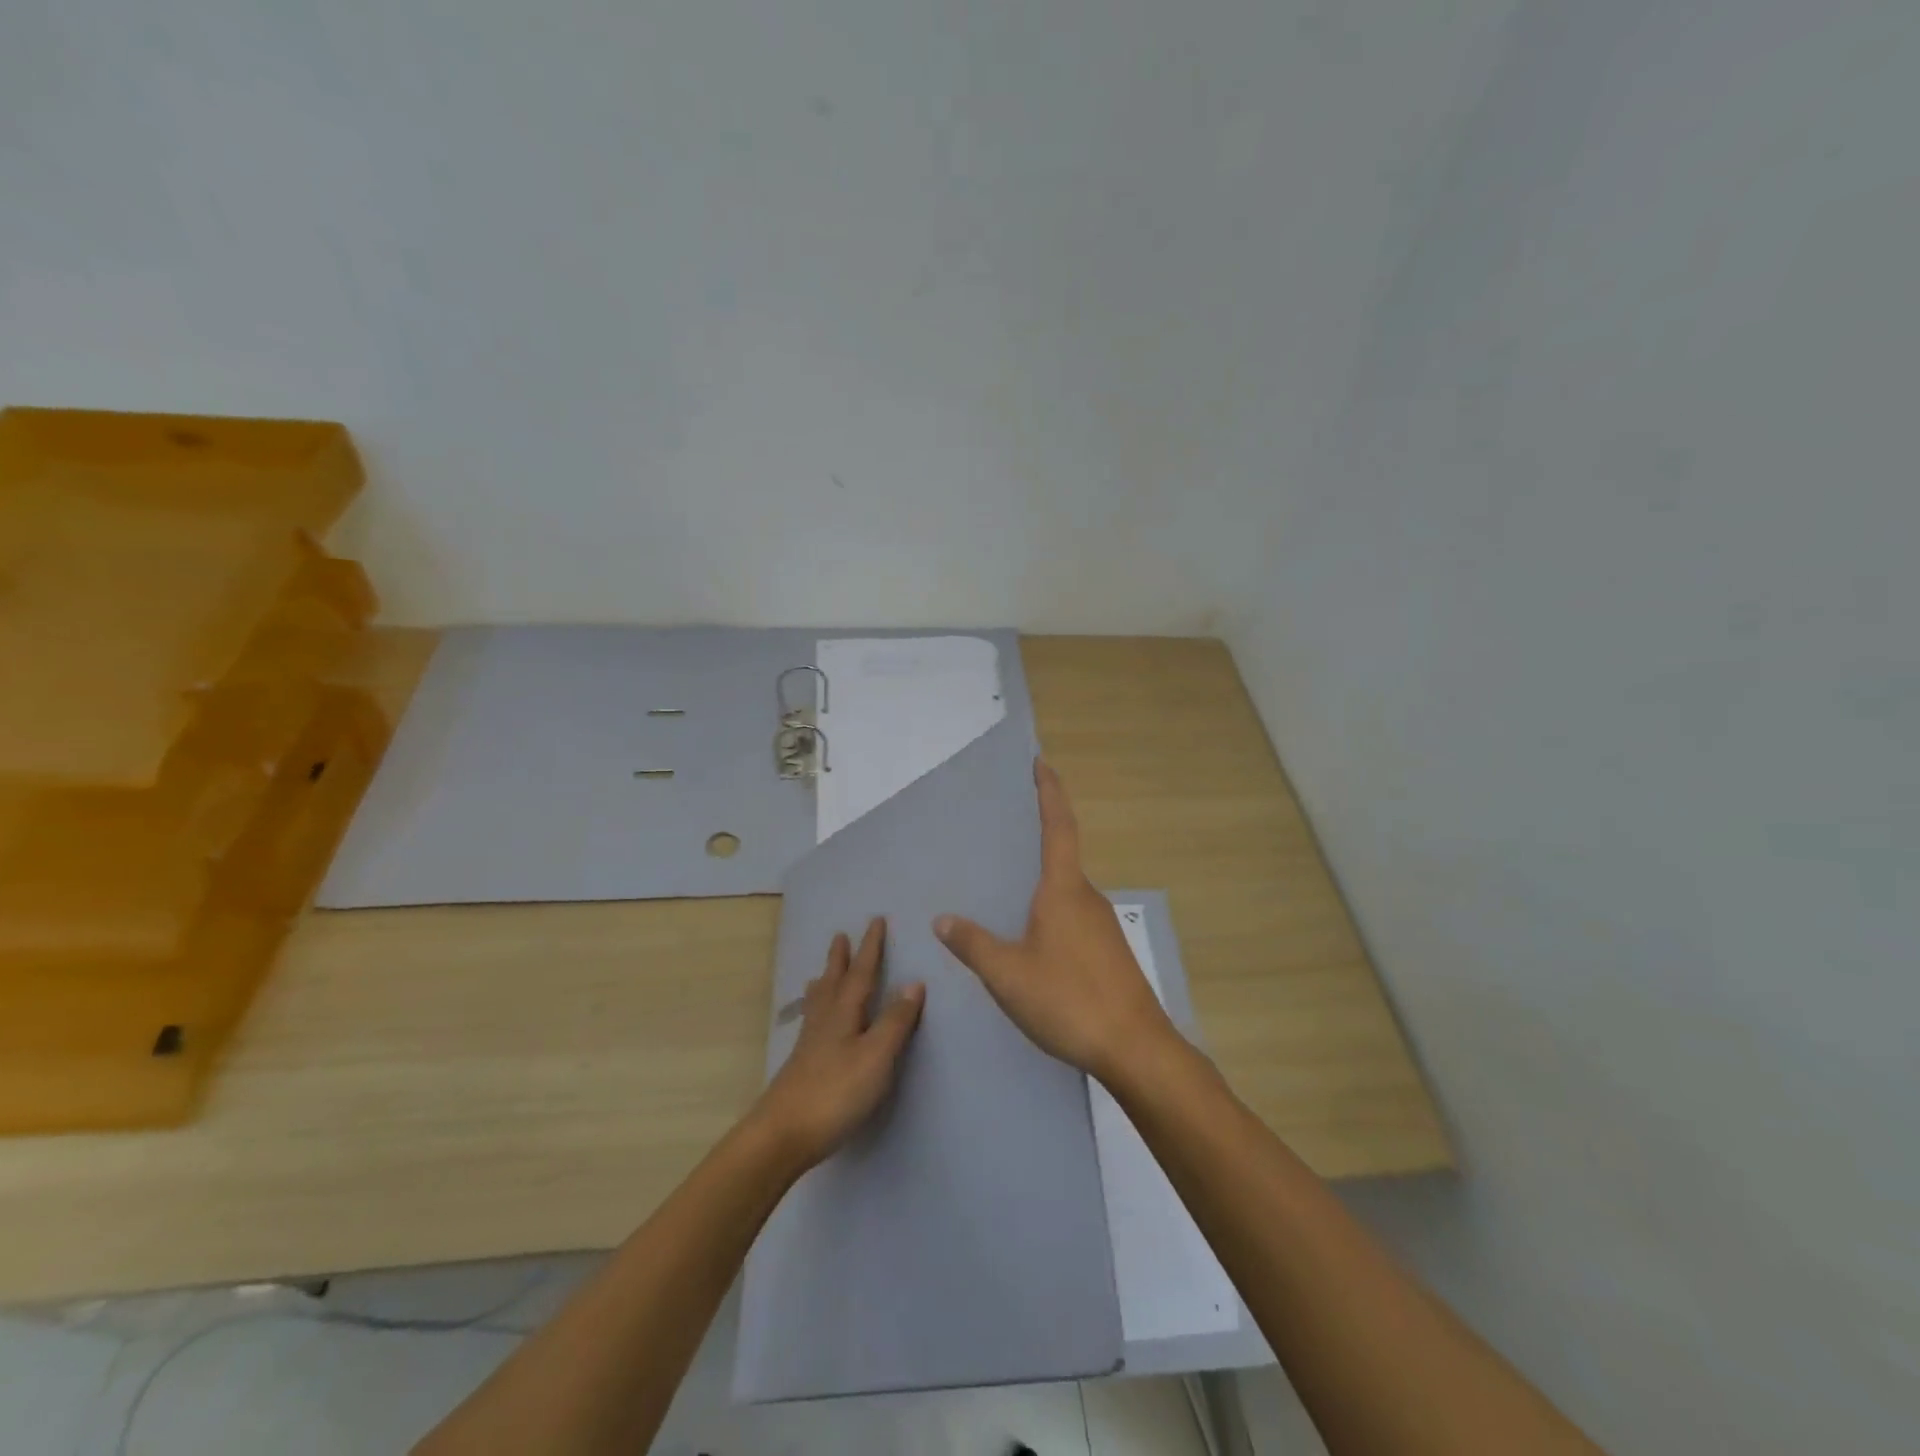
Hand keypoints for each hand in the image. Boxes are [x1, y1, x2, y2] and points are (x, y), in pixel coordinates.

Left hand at [752, 918, 925, 1170]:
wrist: (782, 1135)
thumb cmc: (835, 1093)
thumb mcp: (876, 1057)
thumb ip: (895, 1021)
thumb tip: (913, 982)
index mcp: (844, 1014)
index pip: (861, 973)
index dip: (870, 948)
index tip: (875, 920)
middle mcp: (824, 1021)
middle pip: (834, 982)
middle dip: (841, 959)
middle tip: (840, 935)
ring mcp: (809, 1045)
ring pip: (819, 1002)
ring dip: (825, 982)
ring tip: (821, 972)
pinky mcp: (802, 1066)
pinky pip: (812, 1023)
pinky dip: (816, 1010)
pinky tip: (813, 1023)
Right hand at [934, 760, 1175, 1083]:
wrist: (1135, 1048)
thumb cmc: (1069, 1000)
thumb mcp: (1008, 974)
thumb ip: (973, 944)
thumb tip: (943, 919)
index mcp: (1063, 890)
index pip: (1057, 826)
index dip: (1049, 792)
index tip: (1041, 763)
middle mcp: (1087, 898)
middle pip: (1062, 856)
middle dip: (1038, 838)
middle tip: (1005, 831)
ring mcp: (1102, 925)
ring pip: (1066, 891)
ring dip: (1042, 882)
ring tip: (1008, 888)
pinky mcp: (1109, 951)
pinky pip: (1073, 916)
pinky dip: (1051, 910)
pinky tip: (1032, 937)